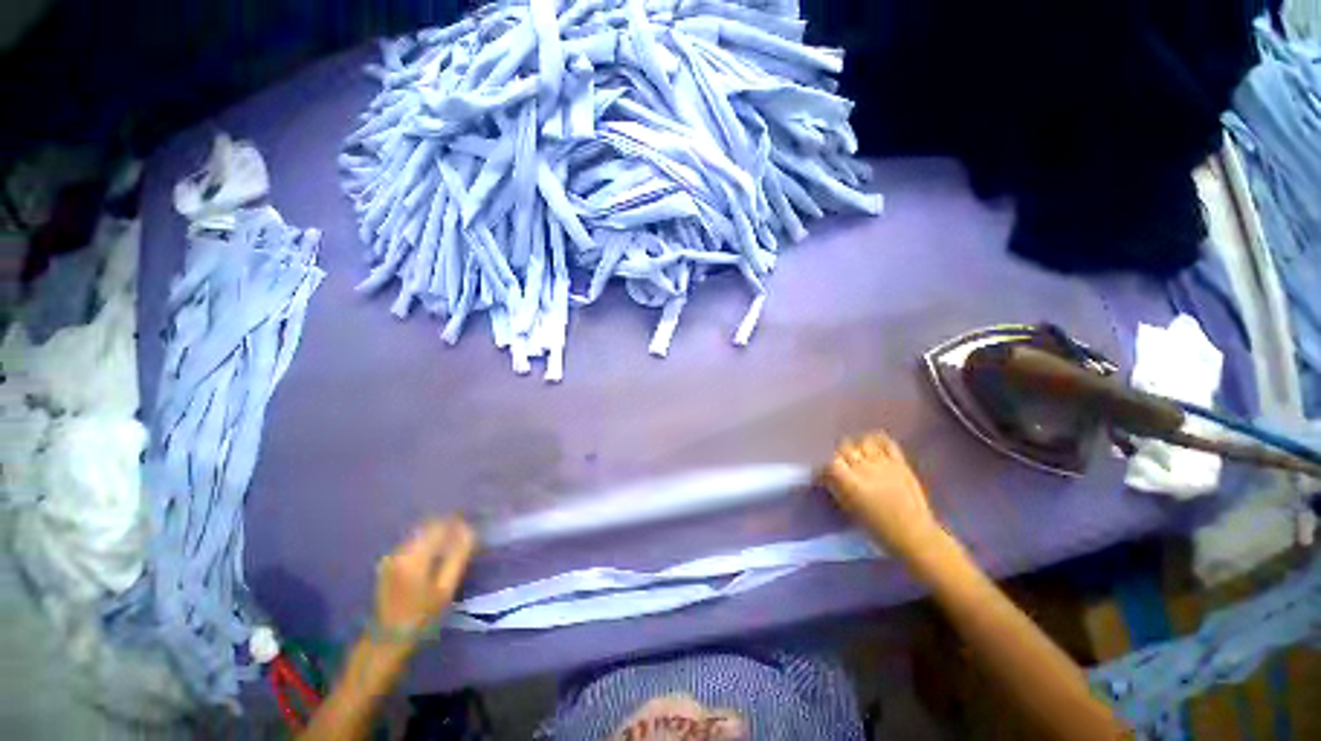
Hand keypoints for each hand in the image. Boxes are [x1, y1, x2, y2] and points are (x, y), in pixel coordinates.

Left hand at [372, 517, 476, 646]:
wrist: (386, 640)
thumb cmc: (421, 617)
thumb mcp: (445, 590)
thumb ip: (457, 557)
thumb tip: (469, 530)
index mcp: (414, 556)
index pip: (440, 525)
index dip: (458, 523)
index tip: (472, 529)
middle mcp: (400, 551)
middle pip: (429, 527)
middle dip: (449, 527)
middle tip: (466, 537)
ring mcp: (391, 556)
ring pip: (421, 533)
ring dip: (438, 534)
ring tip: (454, 546)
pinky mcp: (388, 563)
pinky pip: (413, 542)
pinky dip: (428, 542)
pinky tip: (436, 556)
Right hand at [822, 432, 944, 559]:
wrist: (914, 535)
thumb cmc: (878, 529)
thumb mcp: (849, 510)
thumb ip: (836, 488)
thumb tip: (826, 477)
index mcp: (850, 483)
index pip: (829, 461)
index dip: (823, 466)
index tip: (822, 474)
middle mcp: (864, 468)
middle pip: (844, 447)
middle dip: (838, 454)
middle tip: (839, 464)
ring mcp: (883, 463)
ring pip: (863, 441)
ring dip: (856, 446)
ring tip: (857, 454)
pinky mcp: (900, 462)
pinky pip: (886, 442)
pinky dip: (877, 441)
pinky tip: (873, 447)